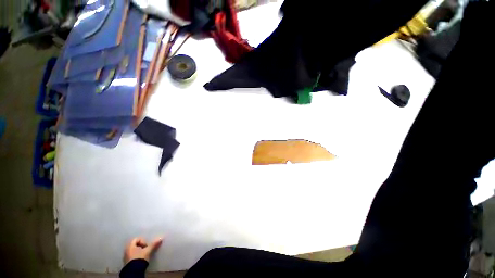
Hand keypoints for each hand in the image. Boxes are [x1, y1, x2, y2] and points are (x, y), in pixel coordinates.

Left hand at [124, 237, 162, 263]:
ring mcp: (126, 257)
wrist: (134, 271)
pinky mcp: (127, 262)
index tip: (147, 246)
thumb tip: (160, 238)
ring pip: (133, 251)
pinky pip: (132, 256)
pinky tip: (141, 259)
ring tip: (144, 255)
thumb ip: (154, 244)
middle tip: (146, 249)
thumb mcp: (148, 251)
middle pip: (135, 245)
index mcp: (130, 246)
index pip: (137, 239)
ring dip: (139, 251)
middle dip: (141, 246)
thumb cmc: (140, 258)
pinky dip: (136, 256)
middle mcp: (126, 250)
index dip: (143, 241)